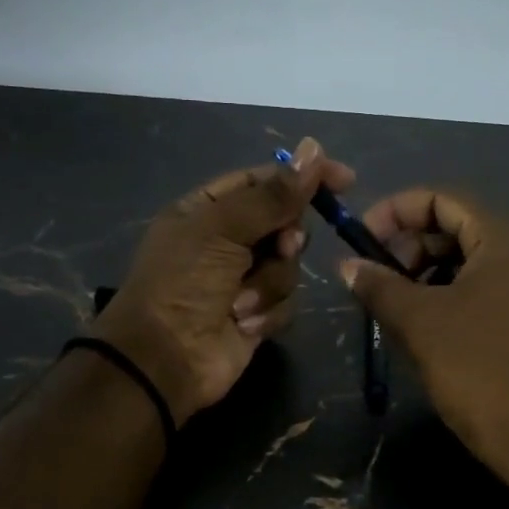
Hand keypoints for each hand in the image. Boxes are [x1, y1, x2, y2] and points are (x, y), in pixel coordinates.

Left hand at [95, 138, 352, 424]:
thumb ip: (272, 195)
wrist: (165, 359)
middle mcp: (226, 241)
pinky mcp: (257, 315)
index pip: (262, 180)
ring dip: (269, 284)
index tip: (343, 181)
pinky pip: (285, 302)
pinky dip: (266, 313)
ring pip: (288, 266)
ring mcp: (242, 280)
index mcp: (207, 210)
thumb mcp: (222, 229)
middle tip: (282, 247)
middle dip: (286, 239)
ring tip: (240, 302)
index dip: (301, 177)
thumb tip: (314, 149)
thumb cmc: (182, 283)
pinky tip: (243, 325)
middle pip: (283, 223)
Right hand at [340, 189, 508, 506]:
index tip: (361, 241)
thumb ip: (380, 287)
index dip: (395, 211)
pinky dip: (452, 297)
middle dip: (409, 246)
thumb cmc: (482, 373)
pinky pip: (488, 291)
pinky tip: (427, 328)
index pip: (444, 199)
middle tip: (377, 280)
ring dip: (428, 274)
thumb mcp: (422, 325)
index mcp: (506, 242)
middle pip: (458, 228)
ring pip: (472, 263)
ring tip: (396, 307)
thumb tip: (347, 265)